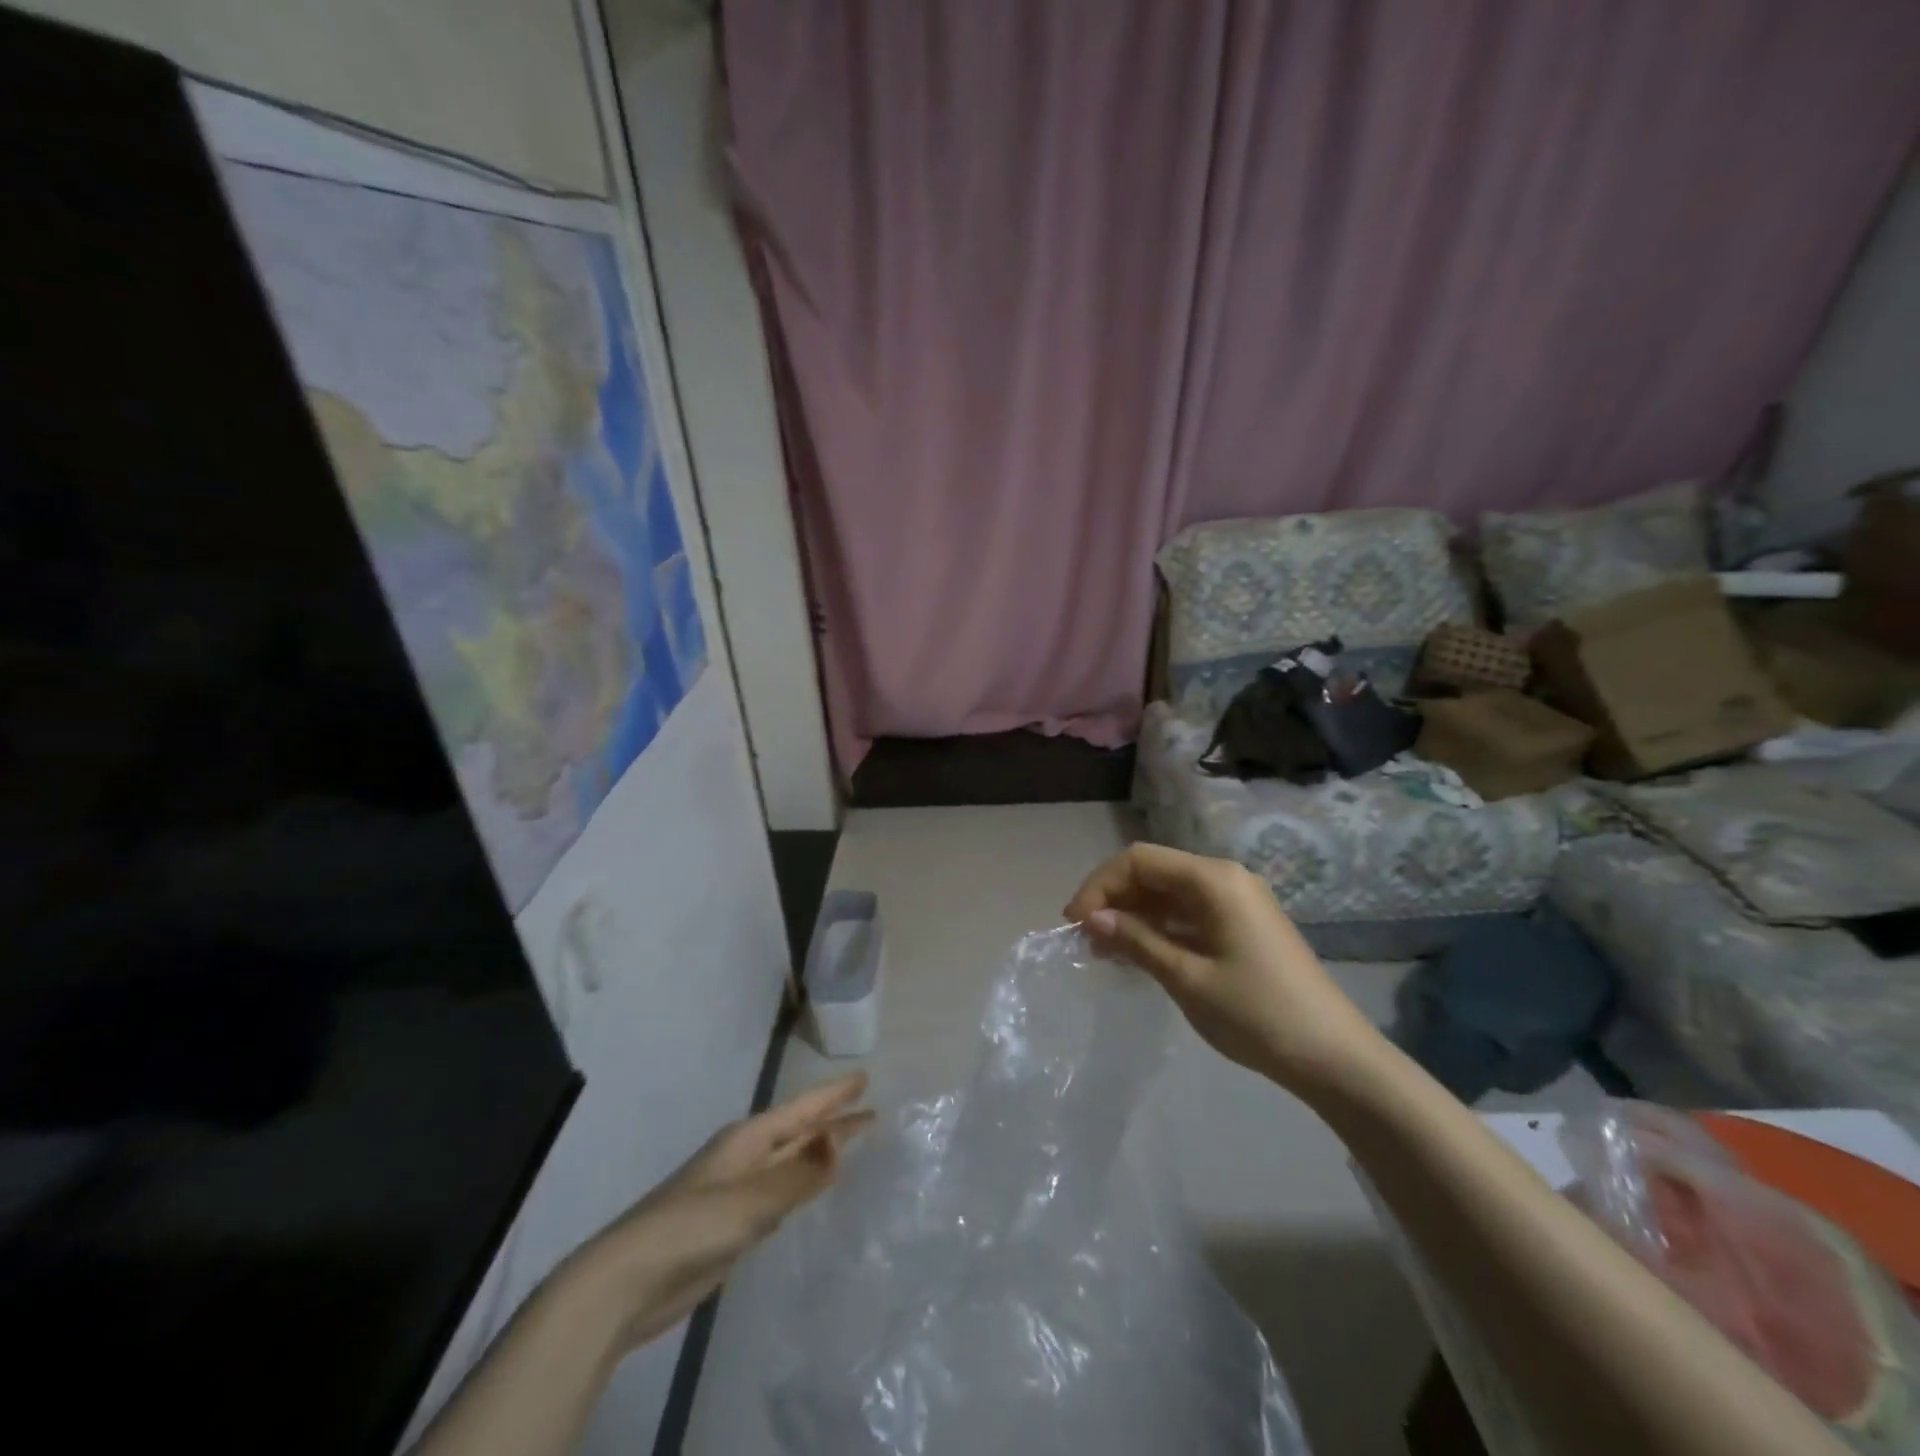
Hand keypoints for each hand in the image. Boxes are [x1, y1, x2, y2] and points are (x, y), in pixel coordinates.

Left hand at [560, 1072, 873, 1351]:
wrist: (627, 1283)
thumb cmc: (691, 1227)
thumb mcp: (751, 1199)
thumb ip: (798, 1172)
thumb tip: (840, 1137)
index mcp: (748, 1139)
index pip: (802, 1109)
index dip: (834, 1095)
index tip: (864, 1078)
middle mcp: (745, 1157)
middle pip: (798, 1131)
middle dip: (832, 1119)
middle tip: (870, 1109)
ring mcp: (737, 1191)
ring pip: (790, 1161)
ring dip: (818, 1150)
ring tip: (848, 1142)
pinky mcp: (732, 1225)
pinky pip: (780, 1192)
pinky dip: (801, 1184)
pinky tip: (809, 1190)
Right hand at [1065, 844, 1378, 1091]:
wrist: (1335, 1058)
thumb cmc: (1256, 1013)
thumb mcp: (1186, 977)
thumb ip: (1136, 940)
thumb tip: (1091, 918)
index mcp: (1214, 879)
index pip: (1139, 860)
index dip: (1100, 886)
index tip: (1074, 924)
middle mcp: (1226, 878)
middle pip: (1154, 872)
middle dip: (1115, 900)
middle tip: (1086, 942)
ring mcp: (1238, 902)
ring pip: (1170, 894)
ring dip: (1134, 916)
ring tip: (1106, 952)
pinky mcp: (1244, 926)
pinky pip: (1190, 913)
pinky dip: (1160, 928)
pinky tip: (1140, 956)